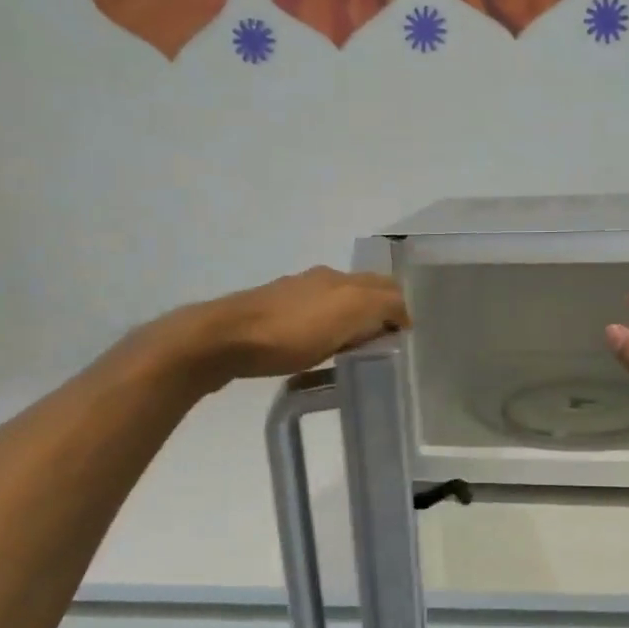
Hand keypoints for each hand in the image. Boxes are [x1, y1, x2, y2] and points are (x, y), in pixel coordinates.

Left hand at [175, 266, 408, 388]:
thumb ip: (382, 306)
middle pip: (360, 290)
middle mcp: (318, 280)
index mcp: (340, 279)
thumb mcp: (348, 313)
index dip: (401, 308)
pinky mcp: (270, 317)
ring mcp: (291, 296)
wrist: (222, 340)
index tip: (406, 338)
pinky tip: (320, 348)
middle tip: (388, 341)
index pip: (385, 286)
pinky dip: (327, 328)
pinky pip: (311, 318)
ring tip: (358, 347)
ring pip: (335, 303)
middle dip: (379, 309)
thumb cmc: (290, 332)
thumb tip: (402, 314)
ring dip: (352, 319)